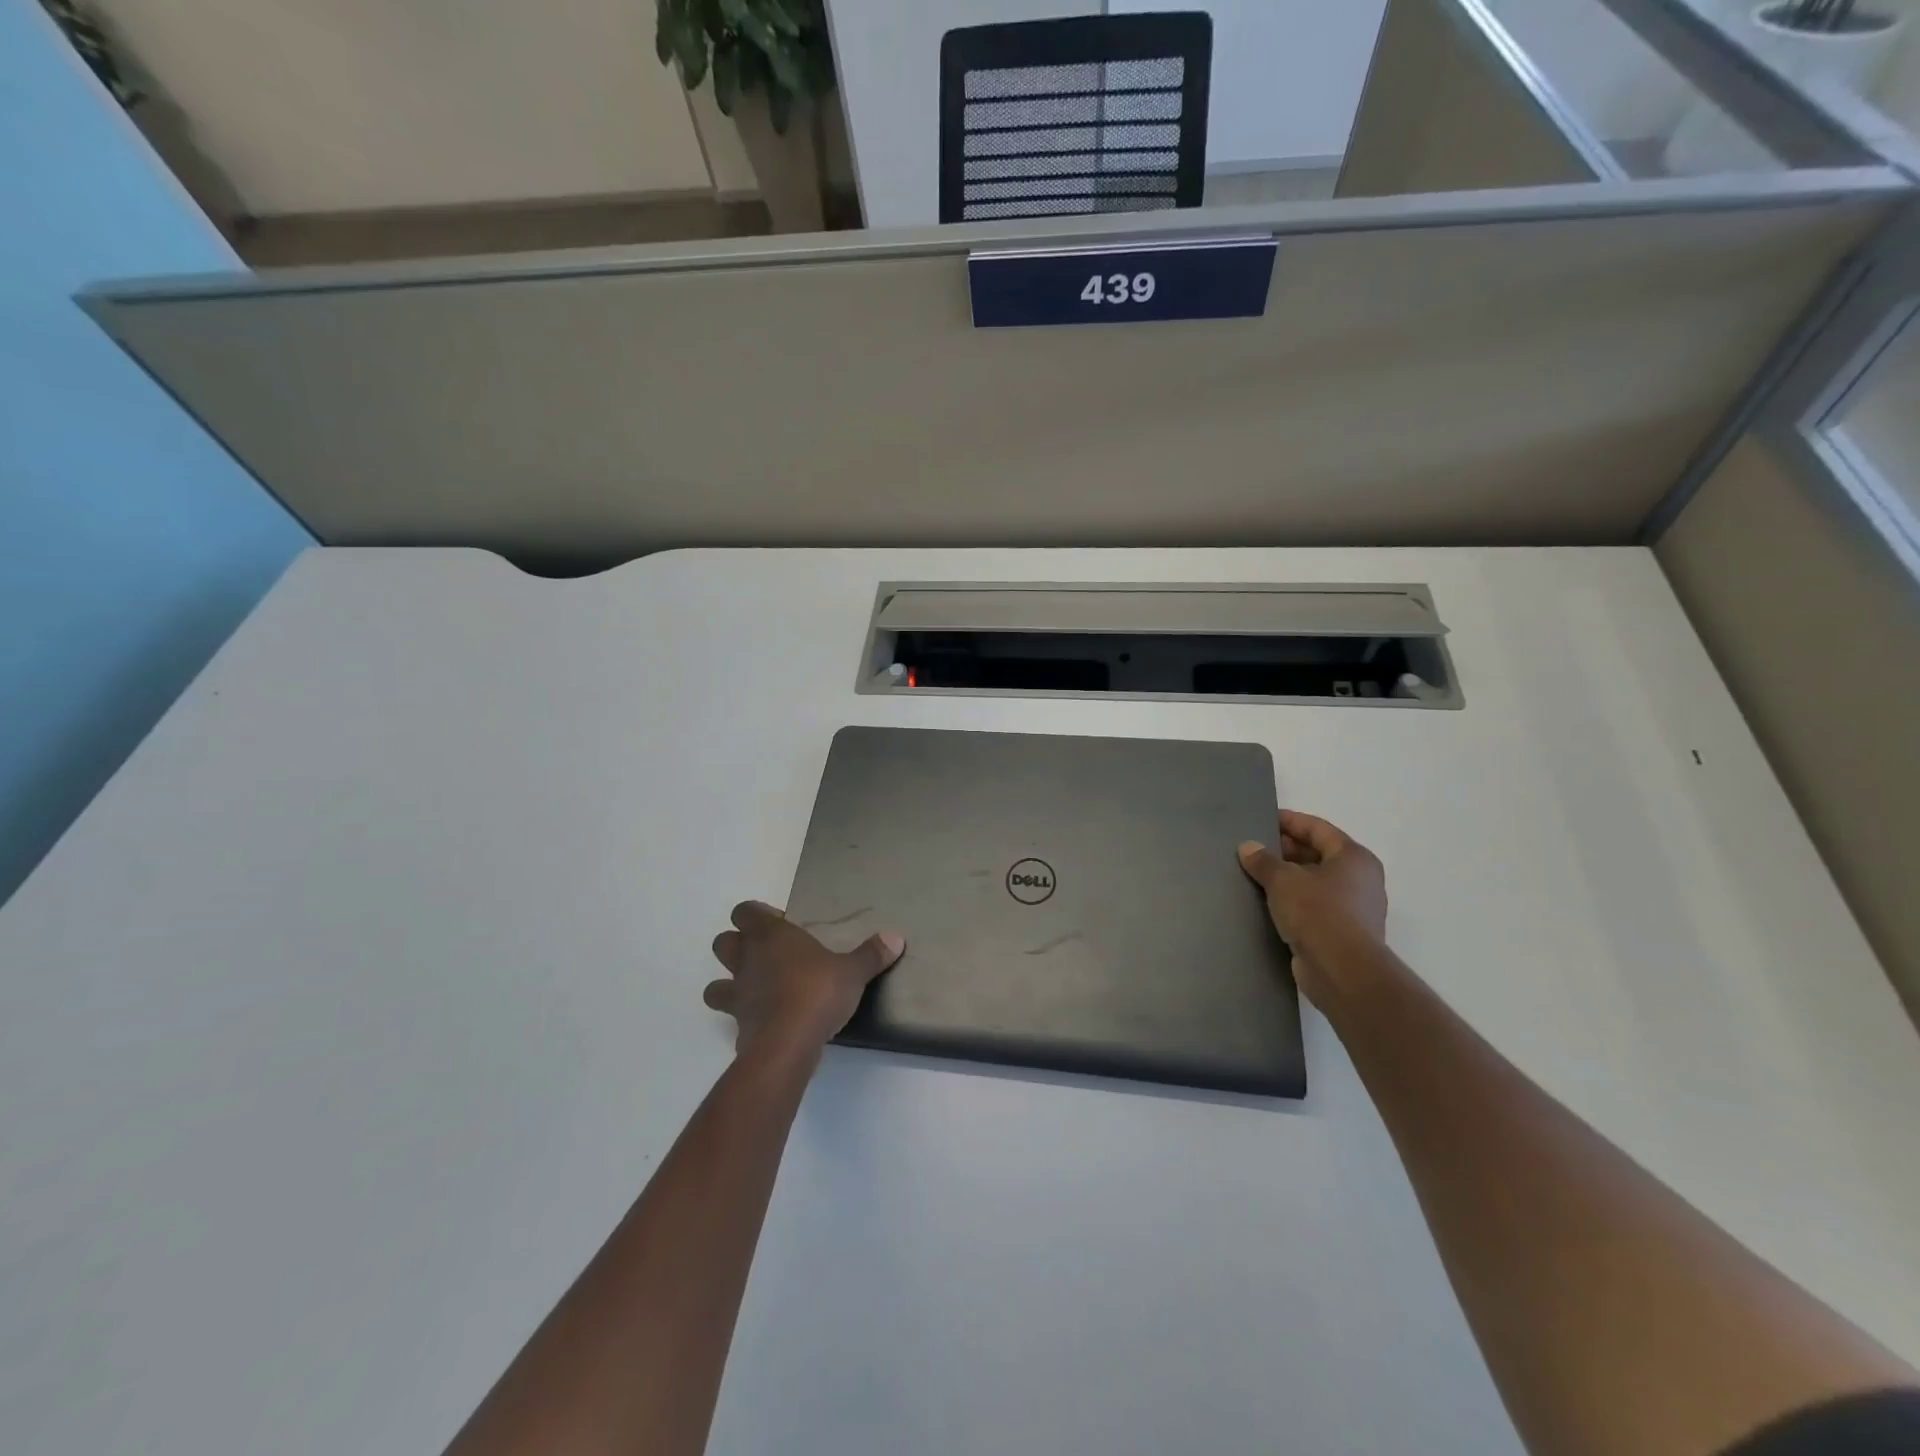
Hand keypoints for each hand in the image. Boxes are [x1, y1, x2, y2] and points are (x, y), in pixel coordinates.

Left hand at [705, 901, 904, 1060]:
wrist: (788, 1045)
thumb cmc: (818, 993)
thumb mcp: (853, 972)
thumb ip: (871, 954)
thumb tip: (895, 937)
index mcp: (770, 937)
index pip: (744, 912)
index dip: (756, 915)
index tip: (780, 924)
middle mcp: (747, 961)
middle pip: (723, 943)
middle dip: (737, 945)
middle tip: (767, 954)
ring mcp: (738, 996)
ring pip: (715, 985)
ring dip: (729, 985)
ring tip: (755, 991)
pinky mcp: (738, 1028)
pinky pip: (734, 1019)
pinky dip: (745, 1020)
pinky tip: (766, 1025)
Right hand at [1237, 811, 1387, 1006]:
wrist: (1343, 971)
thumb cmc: (1318, 913)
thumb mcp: (1283, 880)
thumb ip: (1263, 861)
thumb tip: (1248, 847)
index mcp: (1353, 857)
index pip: (1317, 828)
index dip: (1289, 821)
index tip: (1262, 819)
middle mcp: (1360, 879)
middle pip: (1318, 854)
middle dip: (1285, 851)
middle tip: (1253, 849)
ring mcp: (1354, 908)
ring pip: (1314, 882)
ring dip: (1287, 878)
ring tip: (1254, 875)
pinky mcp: (1342, 933)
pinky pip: (1313, 907)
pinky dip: (1292, 902)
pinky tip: (1266, 904)